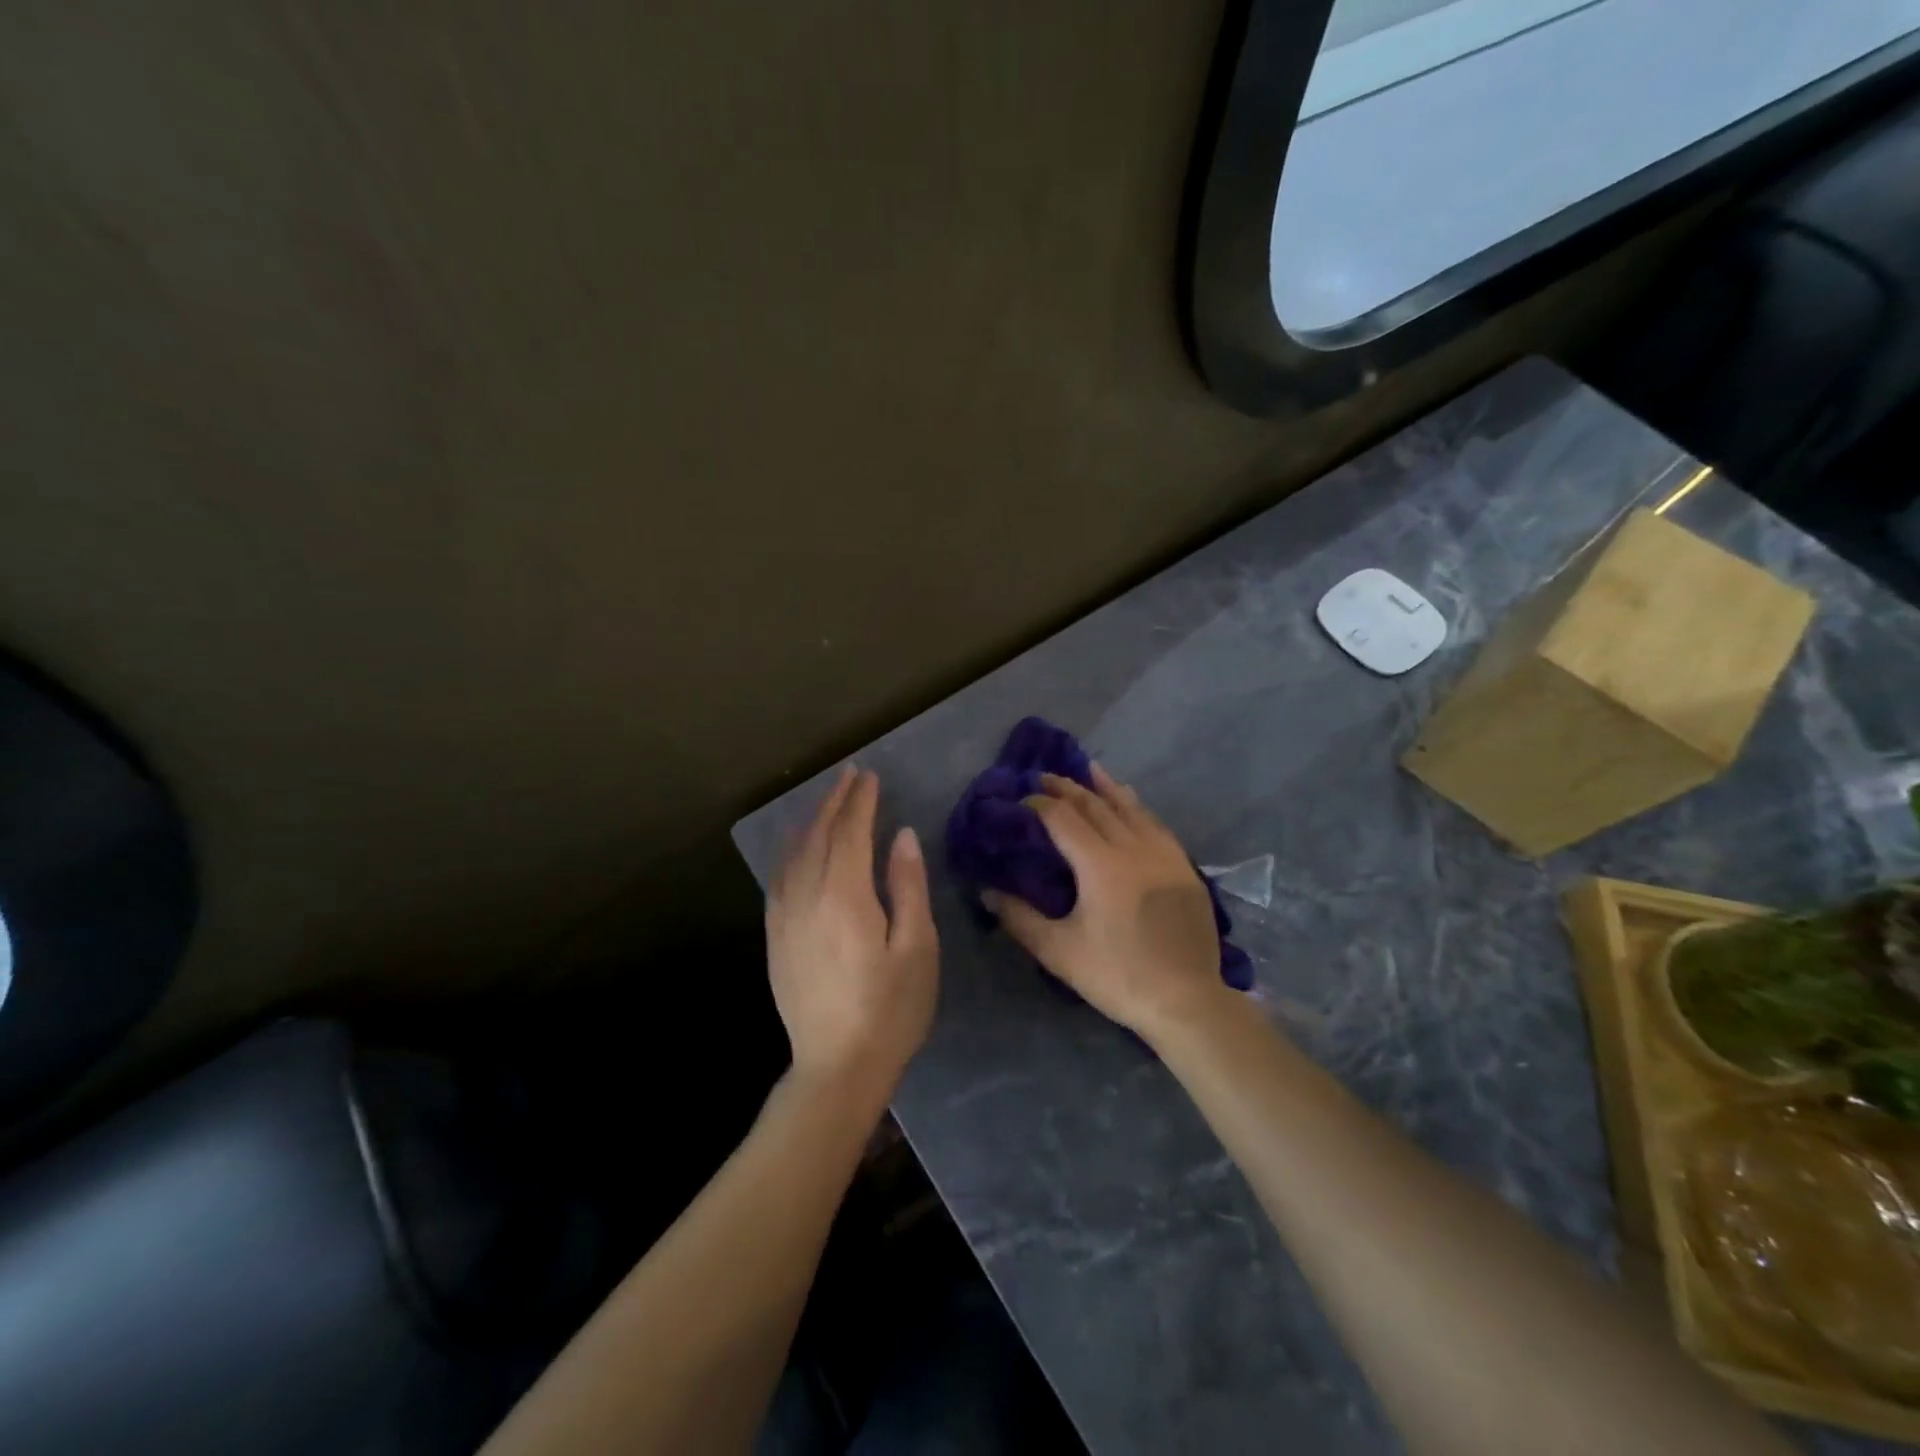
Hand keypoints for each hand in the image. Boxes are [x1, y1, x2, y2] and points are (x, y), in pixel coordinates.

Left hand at [767, 766, 939, 1101]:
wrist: (837, 1067)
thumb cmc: (890, 1009)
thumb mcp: (916, 948)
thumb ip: (907, 886)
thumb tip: (901, 836)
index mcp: (845, 896)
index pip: (850, 833)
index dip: (860, 802)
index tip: (870, 776)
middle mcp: (807, 897)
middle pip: (819, 836)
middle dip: (835, 802)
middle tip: (850, 775)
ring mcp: (785, 918)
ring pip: (794, 854)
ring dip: (812, 822)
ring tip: (828, 802)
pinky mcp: (775, 938)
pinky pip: (779, 879)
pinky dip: (790, 853)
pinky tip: (798, 849)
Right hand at [984, 765, 1229, 1042]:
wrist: (1187, 1000)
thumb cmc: (1118, 975)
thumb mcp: (1059, 951)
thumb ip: (1020, 918)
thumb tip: (987, 891)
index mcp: (1100, 864)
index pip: (1062, 818)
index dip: (1038, 804)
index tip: (1019, 799)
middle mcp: (1133, 847)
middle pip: (1096, 805)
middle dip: (1067, 788)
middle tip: (1044, 776)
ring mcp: (1163, 854)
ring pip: (1130, 808)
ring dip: (1105, 787)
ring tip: (1088, 769)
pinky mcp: (1183, 867)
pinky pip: (1155, 824)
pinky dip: (1137, 807)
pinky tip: (1132, 803)